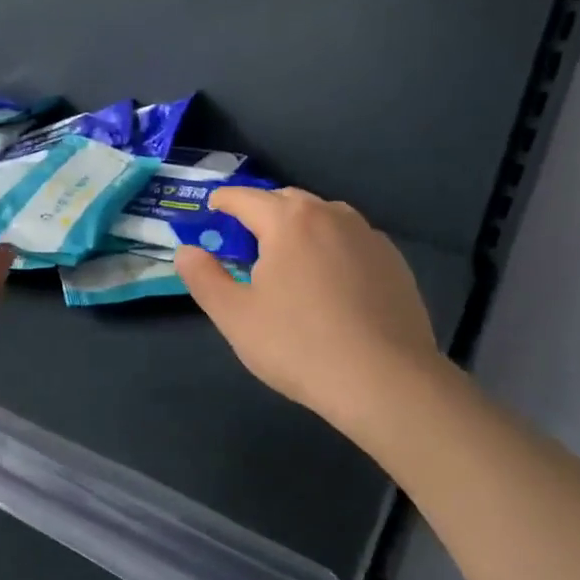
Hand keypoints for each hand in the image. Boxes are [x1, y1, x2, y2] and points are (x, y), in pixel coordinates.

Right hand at [176, 188, 444, 441]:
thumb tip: (185, 250)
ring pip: (324, 216)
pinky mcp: (394, 262)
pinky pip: (351, 239)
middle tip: (246, 236)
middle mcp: (331, 216)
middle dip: (262, 210)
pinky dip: (331, 245)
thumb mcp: (235, 316)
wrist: (386, 381)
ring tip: (288, 255)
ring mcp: (368, 237)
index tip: (212, 207)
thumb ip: (204, 277)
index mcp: (289, 222)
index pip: (246, 198)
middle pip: (288, 200)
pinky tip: (329, 278)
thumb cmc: (299, 346)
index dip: (225, 200)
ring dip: (299, 225)